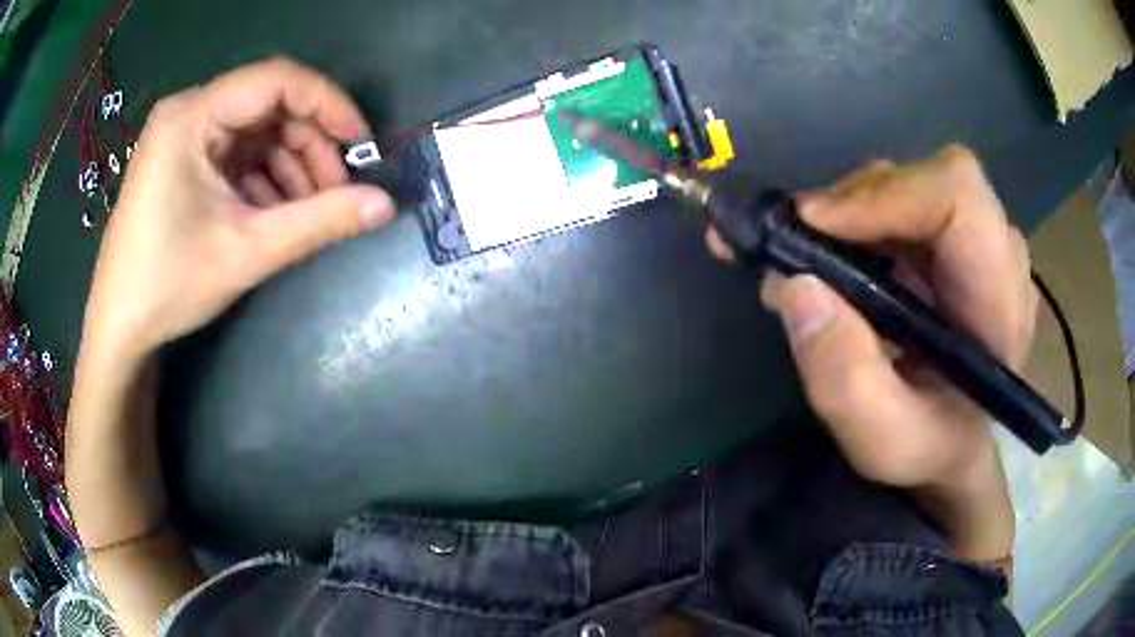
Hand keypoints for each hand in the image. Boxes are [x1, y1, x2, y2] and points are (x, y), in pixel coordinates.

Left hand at [82, 57, 394, 358]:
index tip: (363, 144)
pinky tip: (278, 216)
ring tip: (310, 214)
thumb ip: (319, 222)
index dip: (329, 104)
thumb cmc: (168, 286)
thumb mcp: (246, 251)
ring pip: (257, 133)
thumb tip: (386, 205)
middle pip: (269, 107)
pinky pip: (238, 155)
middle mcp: (188, 112)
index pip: (277, 80)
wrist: (119, 330)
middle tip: (337, 194)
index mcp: (192, 116)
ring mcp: (184, 136)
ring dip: (291, 168)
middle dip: (310, 147)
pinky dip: (265, 180)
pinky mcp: (184, 161)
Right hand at [709, 146, 1036, 489]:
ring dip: (848, 212)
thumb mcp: (883, 440)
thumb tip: (796, 285)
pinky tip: (828, 258)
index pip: (959, 196)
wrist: (954, 441)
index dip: (887, 193)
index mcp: (1000, 302)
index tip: (816, 224)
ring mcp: (975, 239)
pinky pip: (899, 201)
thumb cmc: (931, 446)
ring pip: (906, 184)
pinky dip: (854, 220)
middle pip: (925, 180)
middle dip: (855, 203)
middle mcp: (996, 254)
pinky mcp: (950, 238)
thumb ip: (846, 379)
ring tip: (805, 261)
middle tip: (797, 245)